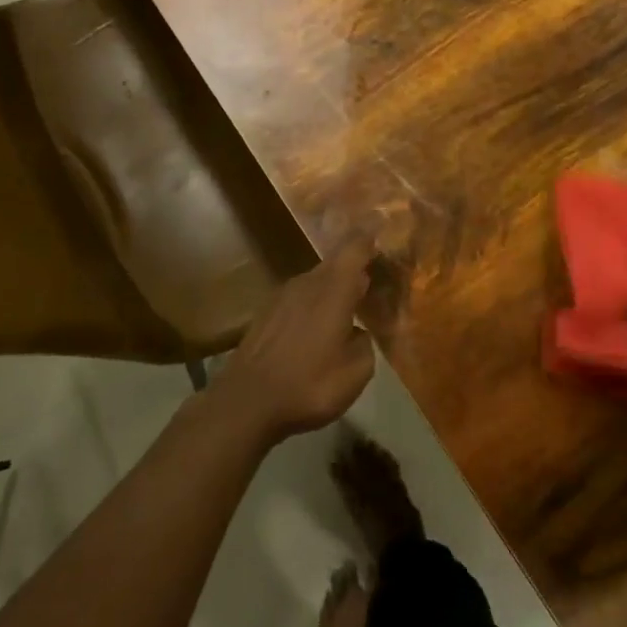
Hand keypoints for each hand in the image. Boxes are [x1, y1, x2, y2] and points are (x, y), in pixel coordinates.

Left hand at [217, 239, 376, 440]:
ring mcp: (282, 296)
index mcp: (333, 289)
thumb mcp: (355, 372)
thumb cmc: (308, 384)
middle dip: (354, 268)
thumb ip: (365, 344)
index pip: (354, 249)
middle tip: (372, 279)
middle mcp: (307, 283)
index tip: (381, 225)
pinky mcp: (266, 314)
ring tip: (347, 308)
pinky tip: (316, 329)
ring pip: (315, 282)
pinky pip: (299, 299)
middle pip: (335, 264)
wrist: (246, 401)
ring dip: (332, 290)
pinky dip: (313, 306)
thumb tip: (358, 332)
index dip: (369, 236)